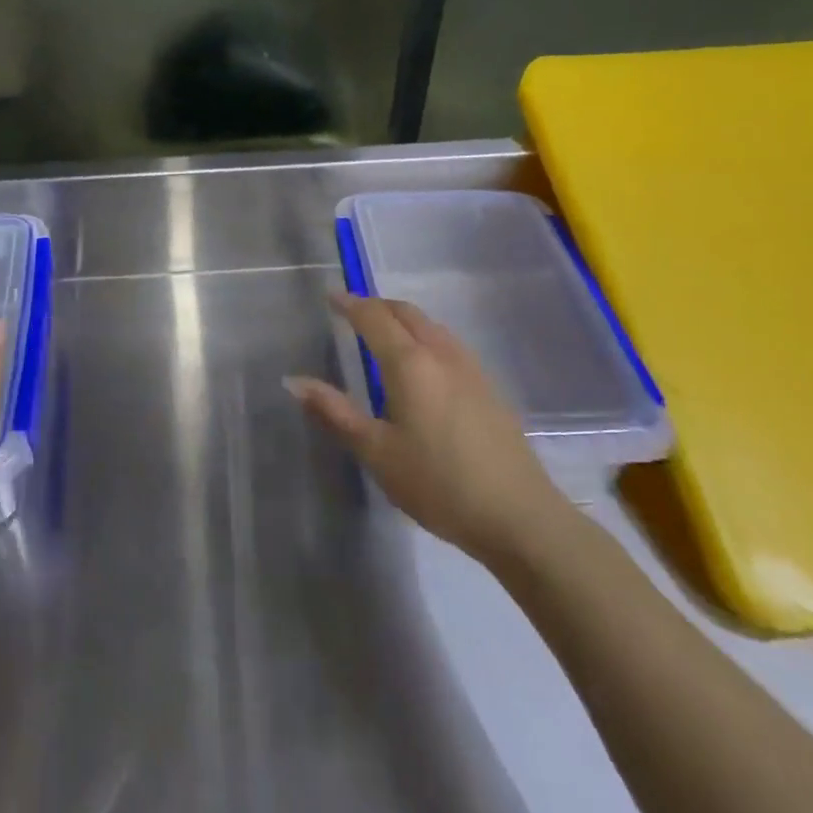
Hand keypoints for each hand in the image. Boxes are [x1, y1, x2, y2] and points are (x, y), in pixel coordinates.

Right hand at [287, 291, 570, 564]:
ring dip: (403, 319)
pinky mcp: (489, 388)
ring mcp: (470, 369)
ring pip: (431, 326)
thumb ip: (334, 412)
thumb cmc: (438, 483)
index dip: (350, 304)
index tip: (330, 297)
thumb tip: (293, 381)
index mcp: (409, 363)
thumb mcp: (376, 451)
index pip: (374, 317)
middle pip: (406, 313)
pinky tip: (422, 365)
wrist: (519, 516)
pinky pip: (448, 344)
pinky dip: (424, 336)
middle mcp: (441, 354)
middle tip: (352, 312)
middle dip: (377, 305)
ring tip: (383, 334)